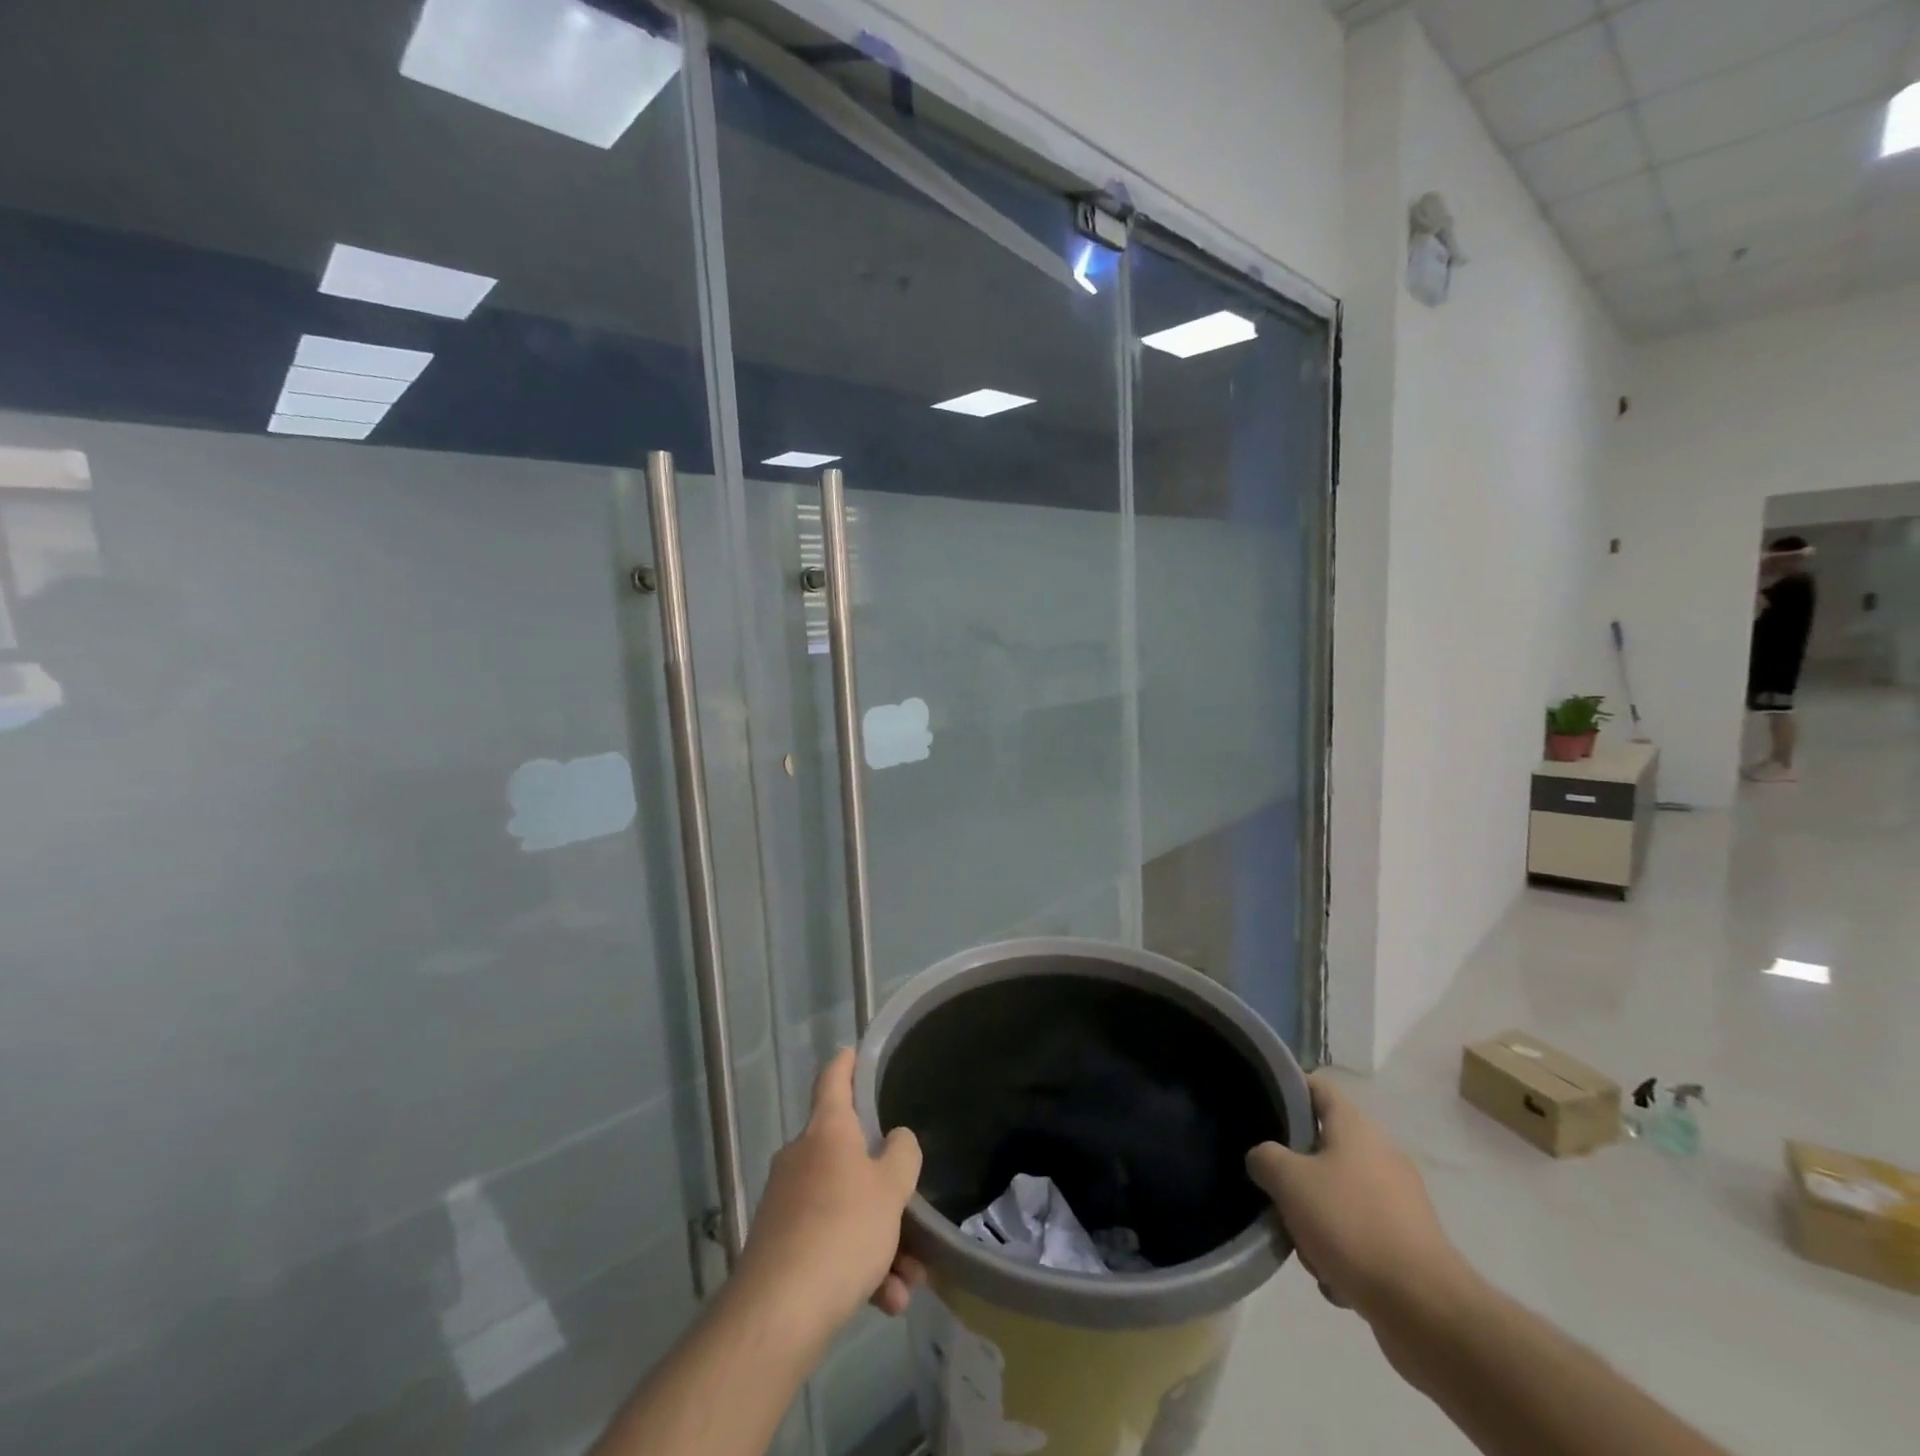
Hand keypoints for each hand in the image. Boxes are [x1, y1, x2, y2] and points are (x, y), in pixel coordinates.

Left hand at [732, 1049, 924, 1352]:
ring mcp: (786, 1202)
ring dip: (880, 1241)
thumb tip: (895, 1140)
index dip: (845, 1064)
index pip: (833, 1080)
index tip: (852, 1051)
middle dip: (884, 1191)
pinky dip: (858, 1267)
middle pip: (848, 1158)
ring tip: (907, 1281)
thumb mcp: (891, 1189)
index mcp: (827, 1131)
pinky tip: (884, 1301)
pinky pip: (829, 1244)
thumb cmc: (843, 1229)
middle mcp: (802, 1157)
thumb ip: (901, 1155)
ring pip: (845, 1209)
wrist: (779, 1311)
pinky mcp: (779, 1246)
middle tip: (912, 1216)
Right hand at [1246, 1073, 1473, 1325]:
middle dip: (1294, 1176)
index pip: (1315, 1086)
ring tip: (1308, 1251)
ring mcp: (1398, 1200)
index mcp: (1355, 1127)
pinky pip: (1359, 1234)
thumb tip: (1263, 1160)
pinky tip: (1335, 1279)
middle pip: (1321, 1148)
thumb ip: (1264, 1158)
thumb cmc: (1351, 1225)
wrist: (1425, 1309)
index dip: (1286, 1090)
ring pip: (1337, 1196)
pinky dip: (1342, 1253)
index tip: (1259, 1106)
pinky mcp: (1408, 1243)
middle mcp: (1380, 1154)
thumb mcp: (1288, 1181)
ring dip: (1315, 1221)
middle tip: (1277, 1196)